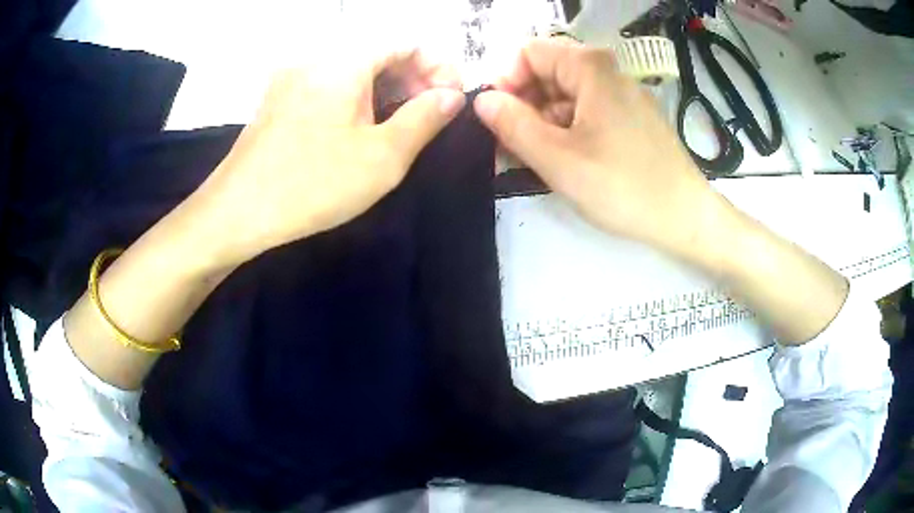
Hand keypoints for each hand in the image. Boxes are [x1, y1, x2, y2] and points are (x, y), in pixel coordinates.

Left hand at [192, 49, 465, 264]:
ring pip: (353, 70)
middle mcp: (316, 58)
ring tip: (403, 124)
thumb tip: (451, 96)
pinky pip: (329, 86)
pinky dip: (356, 98)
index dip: (438, 66)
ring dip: (386, 89)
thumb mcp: (384, 156)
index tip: (452, 99)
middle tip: (432, 114)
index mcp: (344, 61)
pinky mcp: (278, 100)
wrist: (238, 212)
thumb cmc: (313, 184)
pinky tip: (362, 128)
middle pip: (378, 53)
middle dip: (414, 78)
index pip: (406, 42)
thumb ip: (425, 118)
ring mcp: (292, 78)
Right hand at [473, 39, 724, 255]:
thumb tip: (482, 101)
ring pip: (566, 93)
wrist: (684, 217)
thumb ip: (513, 124)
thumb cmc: (622, 186)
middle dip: (523, 104)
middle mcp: (608, 71)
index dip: (506, 81)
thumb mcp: (558, 158)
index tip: (498, 119)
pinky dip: (567, 128)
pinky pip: (587, 110)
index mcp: (590, 67)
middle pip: (548, 72)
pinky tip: (563, 158)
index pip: (529, 53)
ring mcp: (623, 94)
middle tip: (510, 145)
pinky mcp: (631, 117)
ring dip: (542, 120)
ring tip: (534, 158)